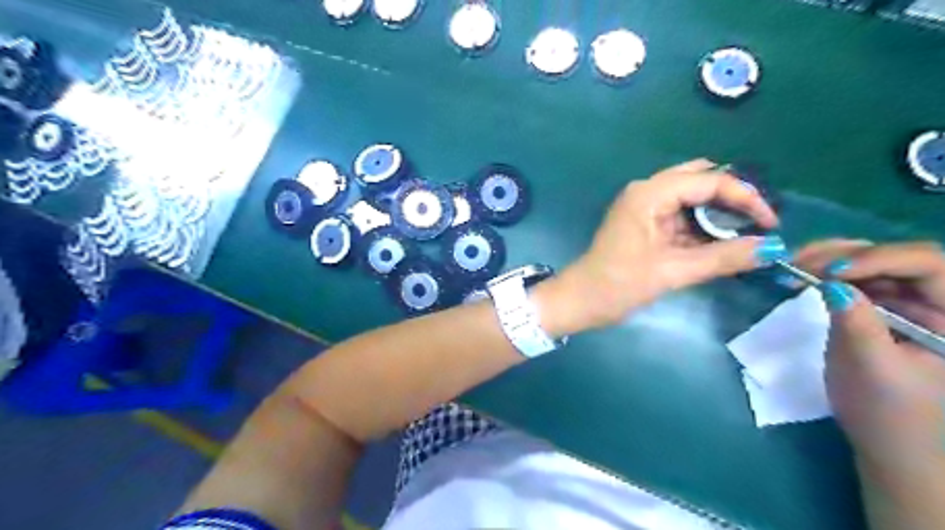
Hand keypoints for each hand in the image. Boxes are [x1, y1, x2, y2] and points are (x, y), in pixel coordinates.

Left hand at [547, 157, 782, 332]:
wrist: (580, 301)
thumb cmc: (618, 285)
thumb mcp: (672, 272)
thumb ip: (723, 258)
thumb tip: (772, 248)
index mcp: (649, 194)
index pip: (709, 180)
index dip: (745, 197)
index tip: (771, 223)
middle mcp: (647, 192)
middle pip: (701, 180)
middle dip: (733, 198)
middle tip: (759, 224)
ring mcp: (644, 207)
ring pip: (692, 198)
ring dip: (718, 214)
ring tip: (747, 235)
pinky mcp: (645, 223)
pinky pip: (681, 216)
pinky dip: (702, 227)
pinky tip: (722, 242)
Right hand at [797, 242, 943, 481]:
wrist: (891, 447)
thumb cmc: (891, 415)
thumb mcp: (871, 369)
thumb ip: (857, 323)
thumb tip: (831, 283)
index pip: (930, 266)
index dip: (881, 259)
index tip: (831, 273)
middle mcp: (938, 302)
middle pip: (898, 257)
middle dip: (847, 254)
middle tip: (798, 261)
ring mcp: (910, 304)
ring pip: (872, 263)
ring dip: (830, 260)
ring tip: (793, 266)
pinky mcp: (883, 309)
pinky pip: (856, 280)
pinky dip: (826, 274)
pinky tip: (801, 276)